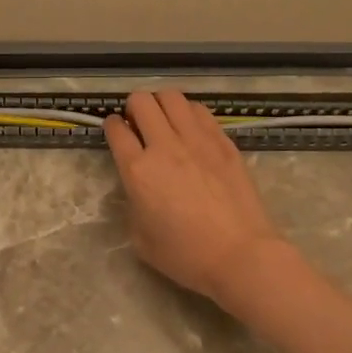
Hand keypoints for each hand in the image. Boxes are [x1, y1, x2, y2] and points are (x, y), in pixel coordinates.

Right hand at [104, 90, 288, 306]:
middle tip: (139, 123)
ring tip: (165, 120)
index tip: (116, 130)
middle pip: (142, 101)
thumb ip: (133, 204)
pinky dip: (189, 113)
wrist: (239, 254)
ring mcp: (197, 140)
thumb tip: (139, 188)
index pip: (116, 130)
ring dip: (162, 104)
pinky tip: (191, 129)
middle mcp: (165, 146)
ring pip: (172, 97)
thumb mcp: (141, 239)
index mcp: (138, 171)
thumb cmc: (186, 255)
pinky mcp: (223, 141)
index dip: (112, 126)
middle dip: (134, 107)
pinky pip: (200, 111)